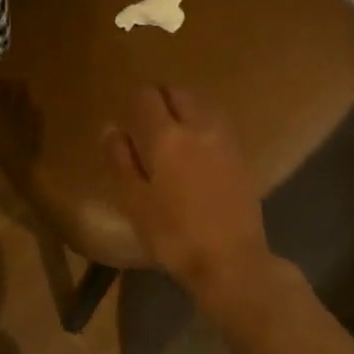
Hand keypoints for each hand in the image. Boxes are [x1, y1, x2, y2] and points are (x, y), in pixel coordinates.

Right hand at [104, 86, 274, 301]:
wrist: (231, 261)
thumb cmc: (173, 235)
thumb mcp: (134, 201)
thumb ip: (121, 160)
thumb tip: (112, 129)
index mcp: (165, 137)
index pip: (146, 96)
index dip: (132, 102)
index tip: (125, 120)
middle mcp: (197, 127)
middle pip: (177, 92)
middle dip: (160, 99)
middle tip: (146, 123)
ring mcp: (224, 139)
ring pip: (201, 103)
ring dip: (184, 108)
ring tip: (172, 133)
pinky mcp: (241, 155)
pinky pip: (216, 122)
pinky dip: (202, 123)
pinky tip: (196, 149)